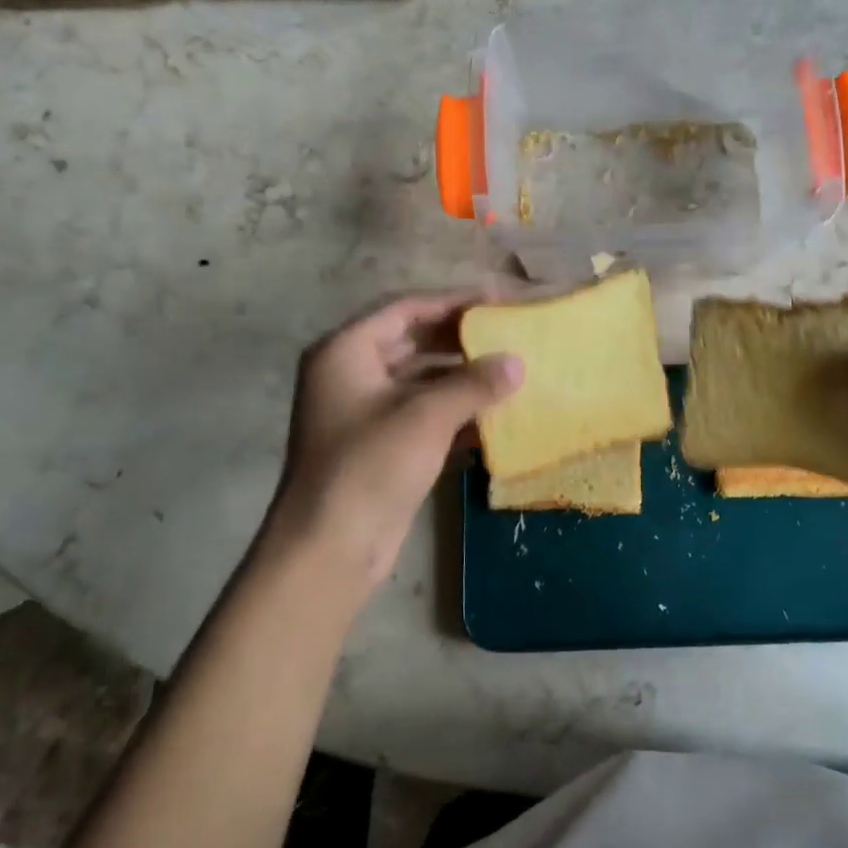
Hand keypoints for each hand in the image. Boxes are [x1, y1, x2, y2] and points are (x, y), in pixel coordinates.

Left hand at [262, 290, 521, 603]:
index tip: (498, 300)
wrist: (330, 547)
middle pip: (413, 341)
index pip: (406, 309)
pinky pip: (421, 413)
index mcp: (346, 351)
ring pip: (420, 379)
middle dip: (460, 339)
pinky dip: (453, 411)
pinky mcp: (379, 444)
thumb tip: (517, 361)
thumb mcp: (426, 417)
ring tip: (508, 372)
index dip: (454, 302)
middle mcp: (350, 373)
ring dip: (461, 377)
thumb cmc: (370, 467)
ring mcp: (363, 411)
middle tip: (507, 334)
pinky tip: (492, 415)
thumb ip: (474, 383)